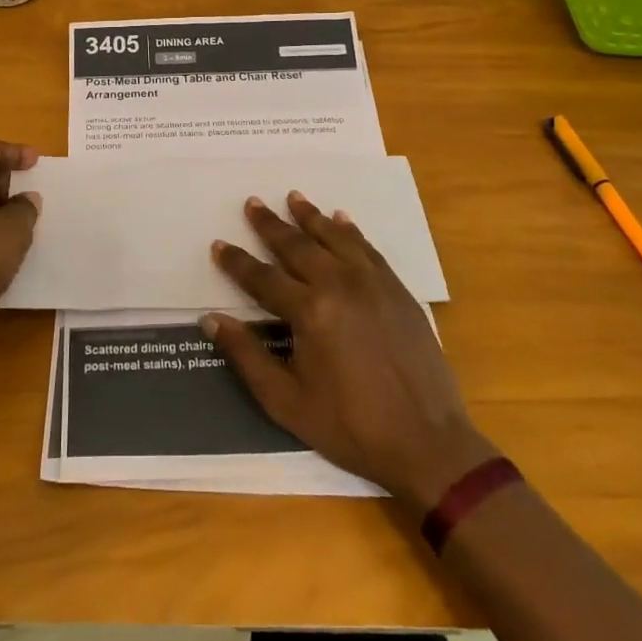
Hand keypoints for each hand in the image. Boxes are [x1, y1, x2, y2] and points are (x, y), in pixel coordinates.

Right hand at [205, 192, 495, 510]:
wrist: (429, 443)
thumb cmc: (351, 428)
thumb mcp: (287, 403)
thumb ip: (247, 357)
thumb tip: (212, 319)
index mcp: (310, 311)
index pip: (263, 278)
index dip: (237, 262)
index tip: (219, 244)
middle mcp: (339, 285)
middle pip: (297, 246)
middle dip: (271, 225)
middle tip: (253, 203)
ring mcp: (372, 284)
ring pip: (334, 237)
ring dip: (311, 216)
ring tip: (294, 197)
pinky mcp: (397, 290)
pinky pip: (368, 249)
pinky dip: (351, 231)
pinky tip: (342, 220)